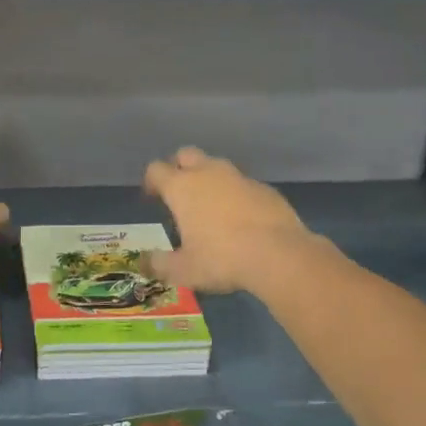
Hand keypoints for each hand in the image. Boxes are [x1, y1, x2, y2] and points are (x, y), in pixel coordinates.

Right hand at [143, 146, 328, 292]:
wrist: (279, 255)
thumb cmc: (221, 259)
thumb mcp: (183, 270)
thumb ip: (160, 264)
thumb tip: (146, 262)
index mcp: (181, 187)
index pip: (156, 169)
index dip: (151, 181)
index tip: (152, 197)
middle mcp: (208, 173)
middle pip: (186, 154)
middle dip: (179, 167)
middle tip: (179, 192)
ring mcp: (239, 178)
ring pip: (217, 166)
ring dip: (209, 178)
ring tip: (210, 205)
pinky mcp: (265, 188)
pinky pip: (243, 184)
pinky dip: (236, 194)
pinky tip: (241, 218)